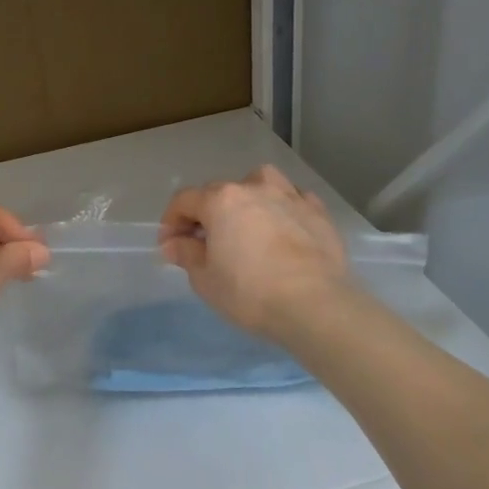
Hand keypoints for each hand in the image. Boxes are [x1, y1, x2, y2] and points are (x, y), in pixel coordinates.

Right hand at [159, 165, 349, 336]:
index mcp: (221, 200)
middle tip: (205, 242)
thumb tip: (172, 243)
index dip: (171, 221)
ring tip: (247, 223)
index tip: (170, 245)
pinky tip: (282, 228)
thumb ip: (186, 254)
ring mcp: (290, 196)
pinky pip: (293, 200)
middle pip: (221, 192)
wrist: (314, 304)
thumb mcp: (205, 279)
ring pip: (261, 184)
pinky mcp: (318, 212)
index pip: (185, 200)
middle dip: (207, 213)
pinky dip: (282, 209)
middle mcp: (255, 188)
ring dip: (247, 199)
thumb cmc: (249, 292)